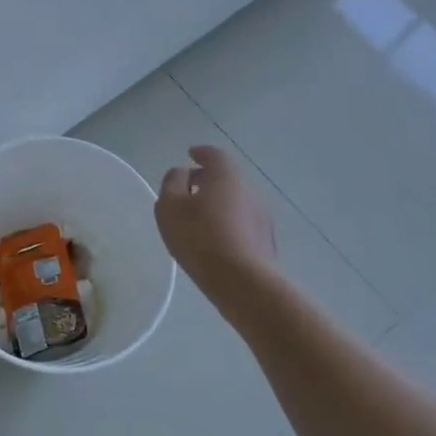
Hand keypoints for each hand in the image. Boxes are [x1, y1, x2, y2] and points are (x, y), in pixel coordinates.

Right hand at [155, 145, 277, 301]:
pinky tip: (216, 238)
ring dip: (219, 202)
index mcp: (226, 175)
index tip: (190, 156)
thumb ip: (172, 182)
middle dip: (208, 179)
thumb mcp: (170, 205)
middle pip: (226, 176)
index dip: (200, 153)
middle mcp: (249, 189)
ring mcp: (262, 215)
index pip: (213, 154)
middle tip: (189, 189)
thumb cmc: (199, 237)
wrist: (243, 282)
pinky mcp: (266, 240)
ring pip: (236, 200)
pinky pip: (243, 221)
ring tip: (199, 217)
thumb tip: (182, 173)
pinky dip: (229, 221)